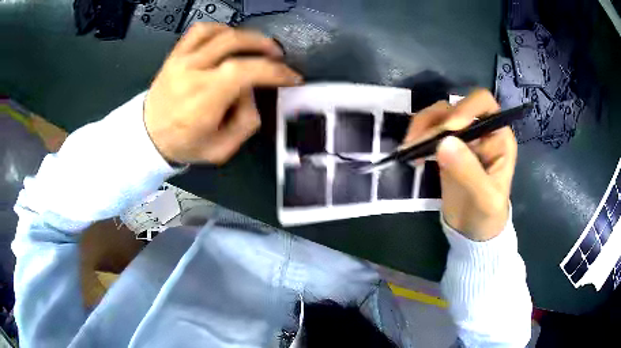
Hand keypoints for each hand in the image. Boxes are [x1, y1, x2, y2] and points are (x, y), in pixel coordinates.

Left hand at [144, 23, 301, 164]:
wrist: (149, 136)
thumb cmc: (185, 144)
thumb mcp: (222, 149)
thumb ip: (246, 121)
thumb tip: (253, 91)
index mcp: (204, 99)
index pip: (245, 71)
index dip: (275, 71)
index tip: (291, 76)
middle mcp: (192, 73)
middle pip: (234, 43)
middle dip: (264, 46)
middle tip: (277, 56)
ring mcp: (181, 60)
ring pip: (220, 32)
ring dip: (246, 36)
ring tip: (256, 46)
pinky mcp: (176, 54)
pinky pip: (200, 30)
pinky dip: (221, 29)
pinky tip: (229, 39)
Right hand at [403, 90, 516, 240]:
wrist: (473, 231)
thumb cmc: (488, 215)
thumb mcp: (485, 199)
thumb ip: (469, 172)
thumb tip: (443, 142)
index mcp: (498, 136)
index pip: (483, 103)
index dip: (465, 108)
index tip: (448, 129)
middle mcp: (480, 129)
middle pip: (454, 106)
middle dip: (435, 122)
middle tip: (419, 145)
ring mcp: (461, 137)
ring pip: (438, 116)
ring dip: (421, 127)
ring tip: (409, 149)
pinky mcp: (445, 148)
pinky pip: (428, 132)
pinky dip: (417, 138)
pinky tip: (411, 154)